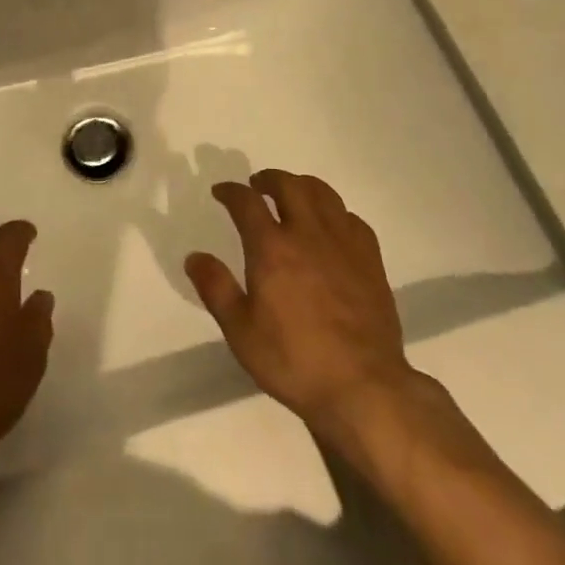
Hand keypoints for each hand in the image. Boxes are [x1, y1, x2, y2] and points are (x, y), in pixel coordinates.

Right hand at [185, 171, 419, 445]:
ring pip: (323, 194)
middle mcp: (307, 233)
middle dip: (269, 179)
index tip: (221, 192)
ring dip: (302, 186)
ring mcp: (343, 243)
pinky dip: (334, 212)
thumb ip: (216, 289)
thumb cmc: (295, 361)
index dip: (231, 191)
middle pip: (288, 186)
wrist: (363, 386)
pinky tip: (330, 226)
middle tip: (257, 185)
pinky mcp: (370, 259)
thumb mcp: (241, 333)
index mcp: (272, 248)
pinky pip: (351, 218)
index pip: (247, 202)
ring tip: (292, 195)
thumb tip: (194, 257)